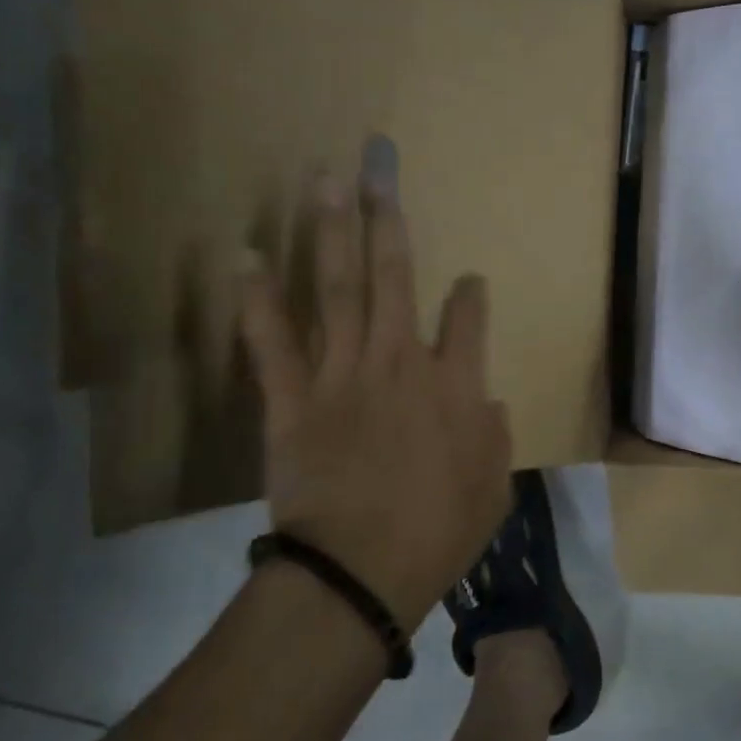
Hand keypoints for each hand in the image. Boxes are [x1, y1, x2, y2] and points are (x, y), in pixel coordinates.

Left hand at [237, 141, 511, 631]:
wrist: (361, 573)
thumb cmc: (438, 532)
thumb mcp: (494, 488)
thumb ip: (495, 436)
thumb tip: (486, 401)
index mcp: (456, 384)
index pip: (469, 316)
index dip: (470, 294)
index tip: (469, 283)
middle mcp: (401, 361)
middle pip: (396, 276)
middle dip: (388, 218)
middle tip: (377, 167)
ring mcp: (343, 373)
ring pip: (339, 288)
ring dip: (331, 231)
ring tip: (324, 181)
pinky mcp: (293, 398)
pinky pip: (272, 340)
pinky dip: (258, 298)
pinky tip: (245, 256)